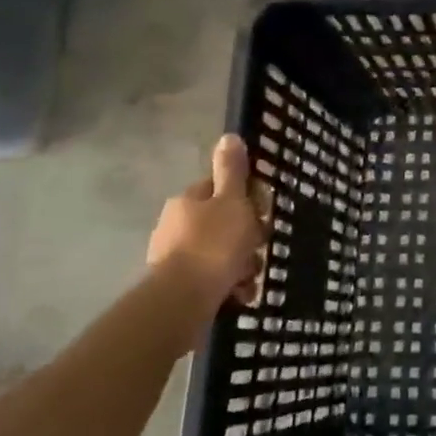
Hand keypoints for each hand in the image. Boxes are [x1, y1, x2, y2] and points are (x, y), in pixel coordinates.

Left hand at [147, 135, 264, 309]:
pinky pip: (213, 278)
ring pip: (220, 253)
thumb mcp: (232, 201)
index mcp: (187, 201)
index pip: (220, 189)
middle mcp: (175, 225)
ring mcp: (174, 256)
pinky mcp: (178, 285)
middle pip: (223, 223)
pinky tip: (240, 294)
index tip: (261, 212)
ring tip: (250, 277)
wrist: (184, 299)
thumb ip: (232, 171)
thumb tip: (229, 136)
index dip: (245, 198)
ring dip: (241, 264)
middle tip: (258, 248)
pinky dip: (229, 285)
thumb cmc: (214, 244)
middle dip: (246, 237)